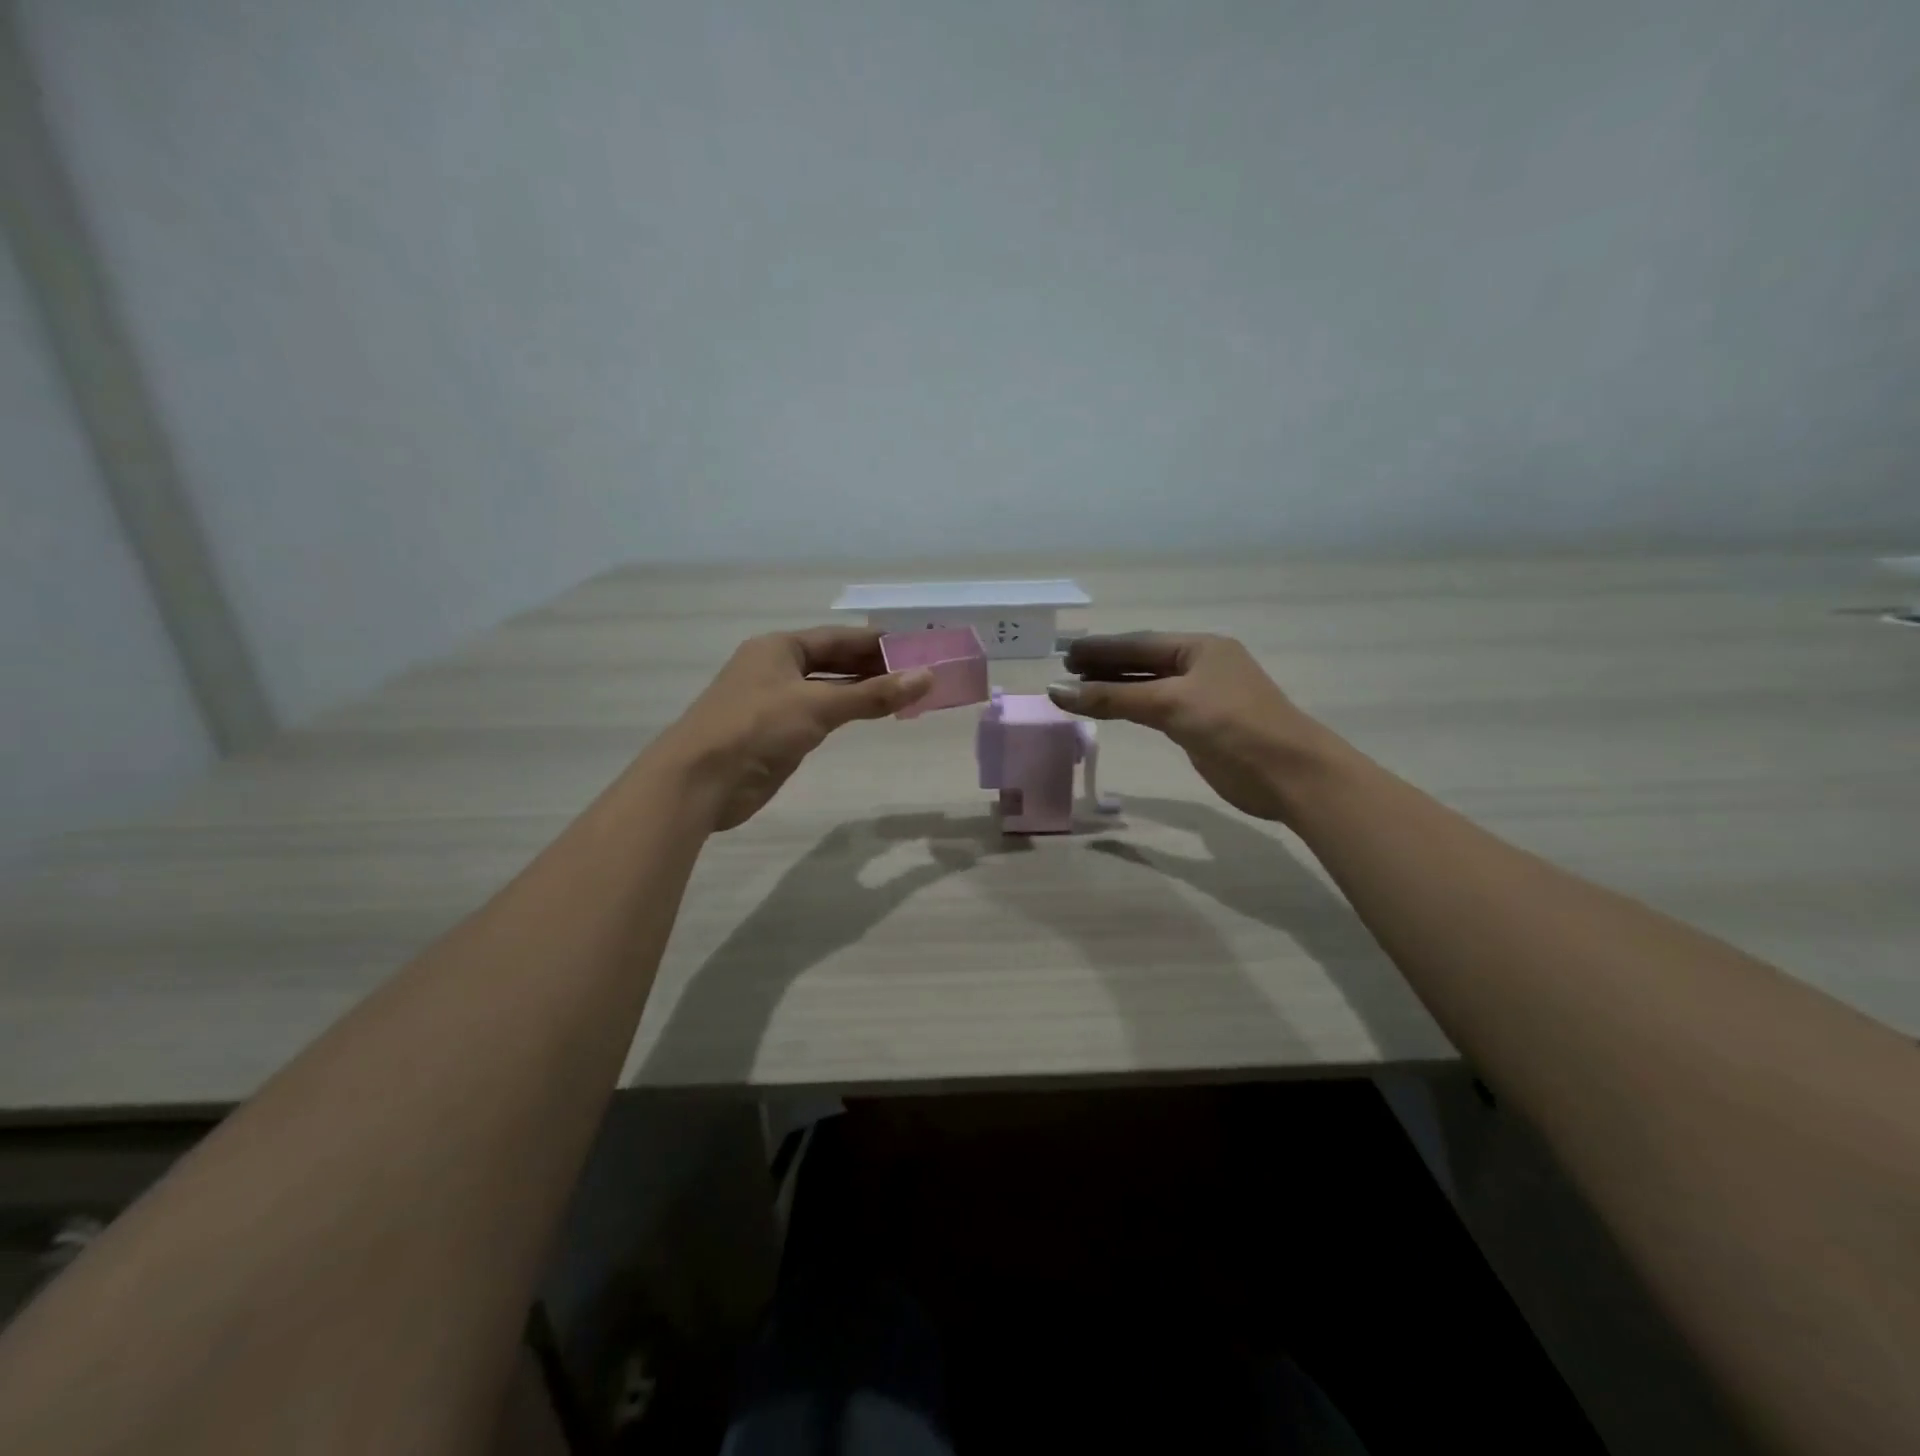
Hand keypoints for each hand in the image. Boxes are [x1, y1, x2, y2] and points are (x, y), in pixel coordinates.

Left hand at [658, 628, 931, 829]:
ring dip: (861, 691)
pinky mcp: (775, 734)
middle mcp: (775, 669)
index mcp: (779, 648)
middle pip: (833, 662)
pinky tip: (868, 716)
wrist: (700, 781)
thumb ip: (872, 694)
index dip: (876, 642)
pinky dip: (845, 713)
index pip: (838, 638)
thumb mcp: (818, 706)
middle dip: (873, 667)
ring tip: (904, 694)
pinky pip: (818, 715)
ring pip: (827, 690)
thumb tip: (927, 677)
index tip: (915, 647)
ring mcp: (774, 702)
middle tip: (917, 673)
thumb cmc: (757, 728)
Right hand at [1048, 633, 1335, 821]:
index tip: (1065, 653)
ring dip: (1115, 687)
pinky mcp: (1201, 726)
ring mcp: (1202, 697)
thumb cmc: (1232, 725)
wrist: (1288, 773)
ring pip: (1148, 686)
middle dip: (1104, 665)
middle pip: (1142, 662)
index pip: (1139, 643)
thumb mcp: (1170, 705)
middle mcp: (1201, 666)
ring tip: (1079, 690)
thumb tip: (1057, 690)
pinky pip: (1157, 709)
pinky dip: (1131, 707)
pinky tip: (1111, 709)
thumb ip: (1113, 697)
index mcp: (1200, 648)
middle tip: (1065, 671)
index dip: (1101, 648)